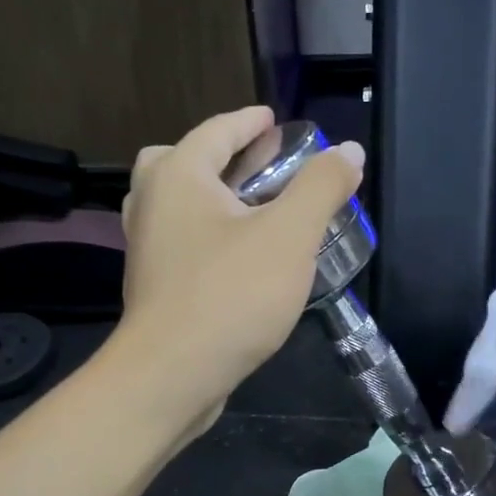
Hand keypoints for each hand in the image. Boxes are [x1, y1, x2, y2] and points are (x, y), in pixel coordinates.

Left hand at [115, 106, 363, 435]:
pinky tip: (238, 260)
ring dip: (208, 198)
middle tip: (254, 164)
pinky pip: (179, 243)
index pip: (216, 131)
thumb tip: (349, 150)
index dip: (249, 122)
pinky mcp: (154, 288)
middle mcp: (151, 204)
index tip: (273, 121)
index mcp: (178, 177)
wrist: (172, 375)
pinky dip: (205, 235)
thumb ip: (321, 187)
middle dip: (218, 156)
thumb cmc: (230, 296)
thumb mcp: (289, 236)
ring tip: (250, 210)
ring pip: (174, 206)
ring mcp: (146, 250)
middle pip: (178, 162)